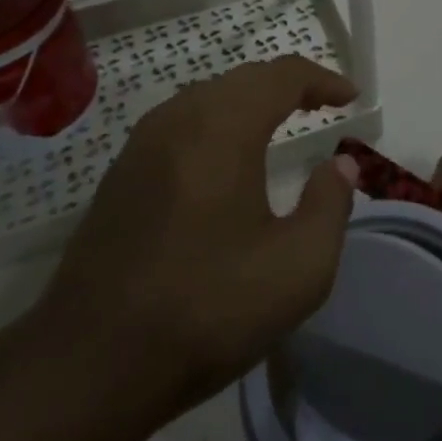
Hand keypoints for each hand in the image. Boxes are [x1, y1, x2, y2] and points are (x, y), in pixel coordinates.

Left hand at [32, 56, 358, 423]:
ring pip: (207, 97)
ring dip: (250, 102)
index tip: (351, 99)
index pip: (281, 76)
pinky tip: (226, 160)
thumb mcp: (298, 269)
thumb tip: (339, 165)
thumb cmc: (206, 310)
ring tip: (281, 126)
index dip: (322, 80)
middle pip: (242, 79)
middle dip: (288, 86)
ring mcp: (141, 145)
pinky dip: (217, 123)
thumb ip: (330, 205)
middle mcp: (178, 119)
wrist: (90, 364)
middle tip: (322, 107)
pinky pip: (180, 124)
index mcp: (222, 128)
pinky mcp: (120, 174)